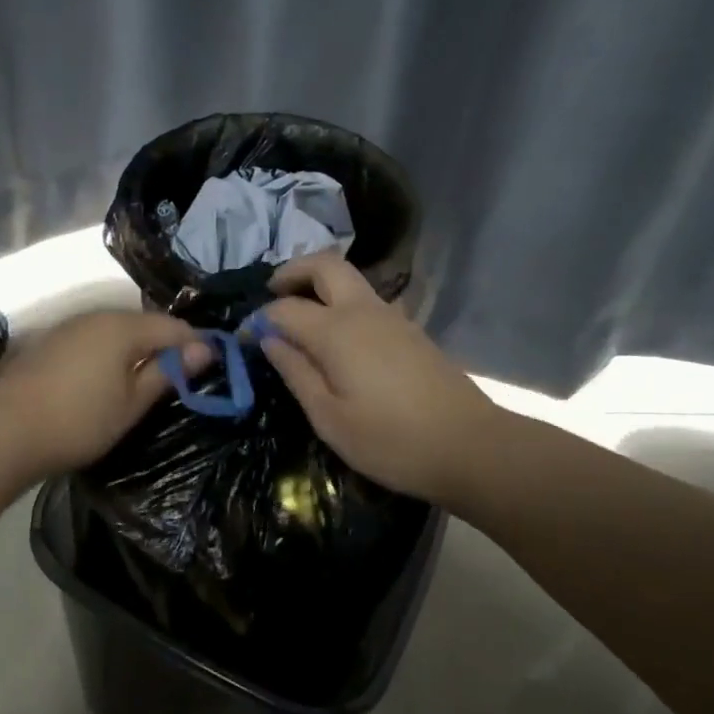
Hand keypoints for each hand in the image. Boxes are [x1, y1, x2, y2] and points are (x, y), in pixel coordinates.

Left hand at [0, 310, 211, 477]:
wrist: (4, 431)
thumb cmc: (79, 421)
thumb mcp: (132, 403)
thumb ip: (168, 373)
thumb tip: (203, 350)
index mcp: (123, 326)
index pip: (173, 327)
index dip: (196, 344)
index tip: (212, 366)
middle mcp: (96, 316)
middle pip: (143, 324)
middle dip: (165, 345)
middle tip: (179, 377)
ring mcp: (68, 326)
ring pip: (116, 330)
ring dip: (135, 349)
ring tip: (144, 380)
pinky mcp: (48, 342)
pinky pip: (92, 339)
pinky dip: (108, 353)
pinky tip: (105, 378)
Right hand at [257, 254, 499, 506]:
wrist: (471, 447)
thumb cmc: (391, 440)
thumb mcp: (329, 418)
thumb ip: (296, 373)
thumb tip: (269, 340)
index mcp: (336, 331)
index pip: (284, 308)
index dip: (258, 319)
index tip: (242, 339)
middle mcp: (363, 311)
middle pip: (325, 265)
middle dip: (293, 272)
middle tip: (271, 294)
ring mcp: (392, 317)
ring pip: (349, 280)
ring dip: (319, 285)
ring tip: (299, 316)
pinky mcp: (410, 331)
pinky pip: (366, 301)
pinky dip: (341, 303)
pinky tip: (336, 338)